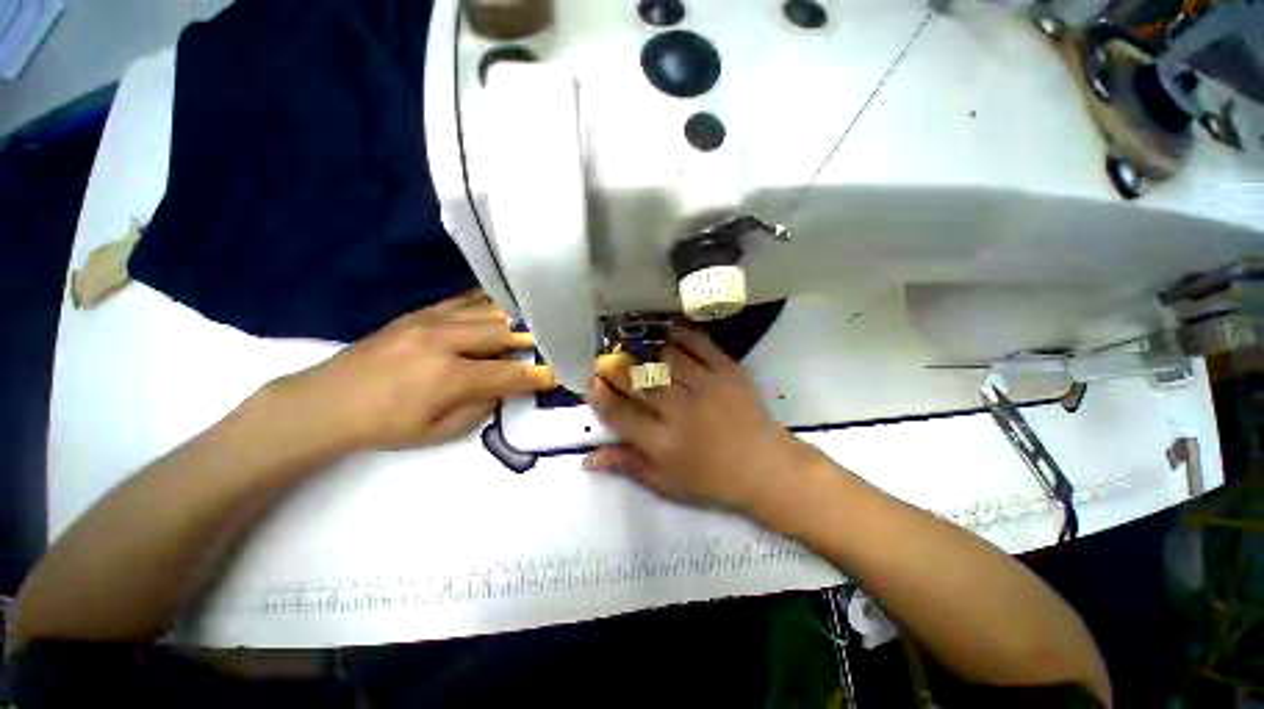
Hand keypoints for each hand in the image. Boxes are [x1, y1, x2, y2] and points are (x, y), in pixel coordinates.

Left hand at [271, 291, 554, 450]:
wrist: (326, 402)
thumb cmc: (385, 426)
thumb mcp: (439, 431)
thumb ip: (481, 407)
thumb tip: (507, 386)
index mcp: (448, 377)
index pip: (507, 372)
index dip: (536, 375)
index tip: (558, 374)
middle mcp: (443, 341)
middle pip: (502, 332)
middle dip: (532, 337)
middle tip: (552, 340)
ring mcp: (429, 321)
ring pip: (485, 311)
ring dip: (514, 317)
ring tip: (535, 319)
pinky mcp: (418, 313)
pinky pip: (461, 300)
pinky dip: (487, 302)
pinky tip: (502, 304)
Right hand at [582, 329, 812, 510]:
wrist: (765, 467)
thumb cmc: (712, 480)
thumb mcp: (665, 483)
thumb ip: (627, 466)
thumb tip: (588, 458)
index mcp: (661, 443)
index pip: (618, 412)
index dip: (600, 394)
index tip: (593, 382)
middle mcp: (679, 411)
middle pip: (637, 380)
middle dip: (616, 366)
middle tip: (609, 360)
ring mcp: (705, 386)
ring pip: (664, 356)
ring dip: (646, 351)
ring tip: (638, 350)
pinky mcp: (727, 370)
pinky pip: (698, 344)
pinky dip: (680, 335)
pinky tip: (669, 335)